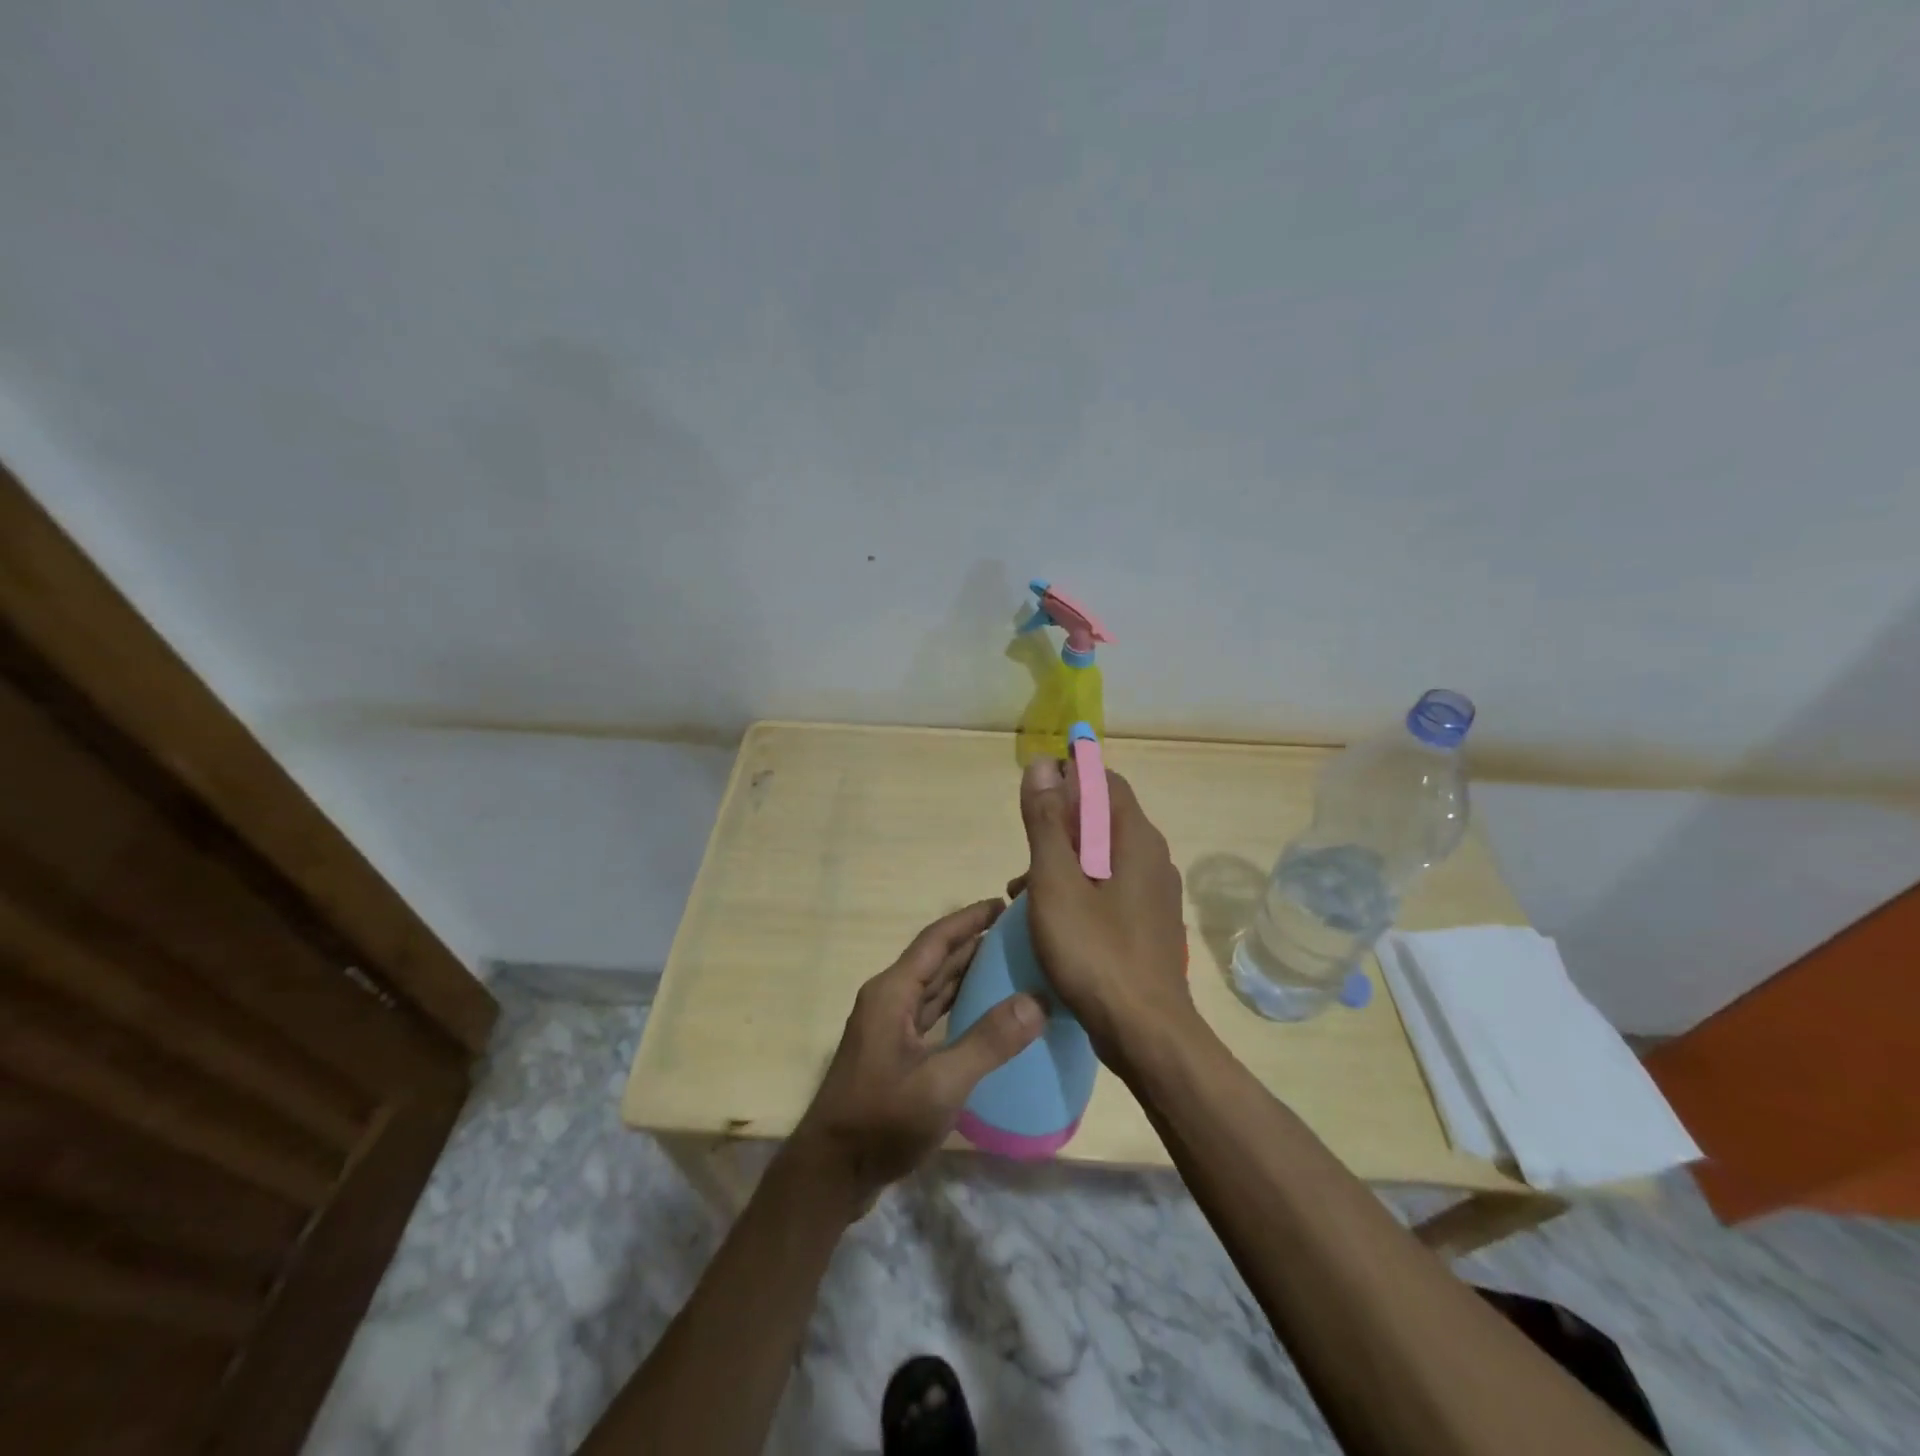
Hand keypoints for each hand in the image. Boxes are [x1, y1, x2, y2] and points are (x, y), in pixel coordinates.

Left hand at [789, 899, 1046, 1210]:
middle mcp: (888, 1000)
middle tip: (1018, 934)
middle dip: (973, 942)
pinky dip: (958, 1005)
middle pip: (935, 960)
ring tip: (1009, 963)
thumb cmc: (881, 1121)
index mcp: (892, 992)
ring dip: (967, 972)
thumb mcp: (940, 1084)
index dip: (968, 919)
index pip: (935, 940)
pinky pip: (932, 1014)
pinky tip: (984, 1012)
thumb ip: (987, 1042)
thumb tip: (1036, 1001)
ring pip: (933, 987)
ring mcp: (889, 1028)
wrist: (830, 1174)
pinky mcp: (894, 1054)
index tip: (1003, 904)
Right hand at [1014, 758, 1192, 1070]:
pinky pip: (1109, 890)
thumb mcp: (1057, 883)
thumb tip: (1043, 765)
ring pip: (1102, 859)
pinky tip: (1051, 922)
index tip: (1033, 800)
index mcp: (1136, 839)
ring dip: (1063, 864)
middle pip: (1102, 820)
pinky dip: (1078, 892)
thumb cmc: (1095, 953)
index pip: (1105, 782)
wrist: (1145, 1034)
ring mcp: (1154, 895)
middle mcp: (1153, 859)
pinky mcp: (1148, 925)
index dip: (1068, 779)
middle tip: (1023, 858)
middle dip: (1059, 829)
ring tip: (1024, 896)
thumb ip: (1048, 822)